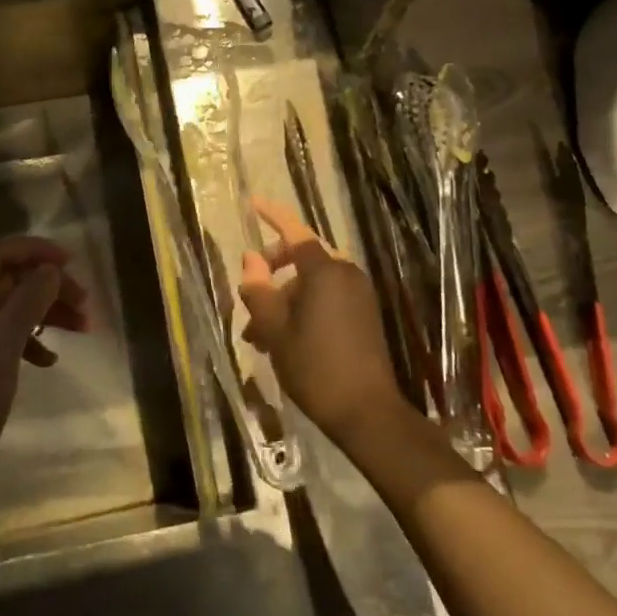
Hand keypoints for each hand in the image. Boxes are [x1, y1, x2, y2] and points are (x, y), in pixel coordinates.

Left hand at [0, 237, 90, 524]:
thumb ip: (25, 305)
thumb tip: (49, 269)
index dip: (34, 250)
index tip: (72, 263)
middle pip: (7, 281)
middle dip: (47, 284)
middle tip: (85, 303)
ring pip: (8, 310)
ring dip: (44, 313)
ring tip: (82, 329)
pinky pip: (3, 340)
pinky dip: (29, 342)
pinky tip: (48, 361)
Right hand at [239, 197, 410, 447]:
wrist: (368, 412)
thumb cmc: (315, 367)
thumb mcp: (275, 330)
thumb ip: (258, 291)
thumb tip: (249, 260)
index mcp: (324, 270)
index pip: (294, 230)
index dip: (272, 215)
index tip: (253, 203)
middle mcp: (345, 273)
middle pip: (301, 257)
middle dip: (271, 272)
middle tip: (249, 295)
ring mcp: (358, 294)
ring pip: (311, 282)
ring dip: (283, 298)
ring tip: (257, 334)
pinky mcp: (364, 314)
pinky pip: (327, 297)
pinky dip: (303, 308)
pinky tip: (283, 340)